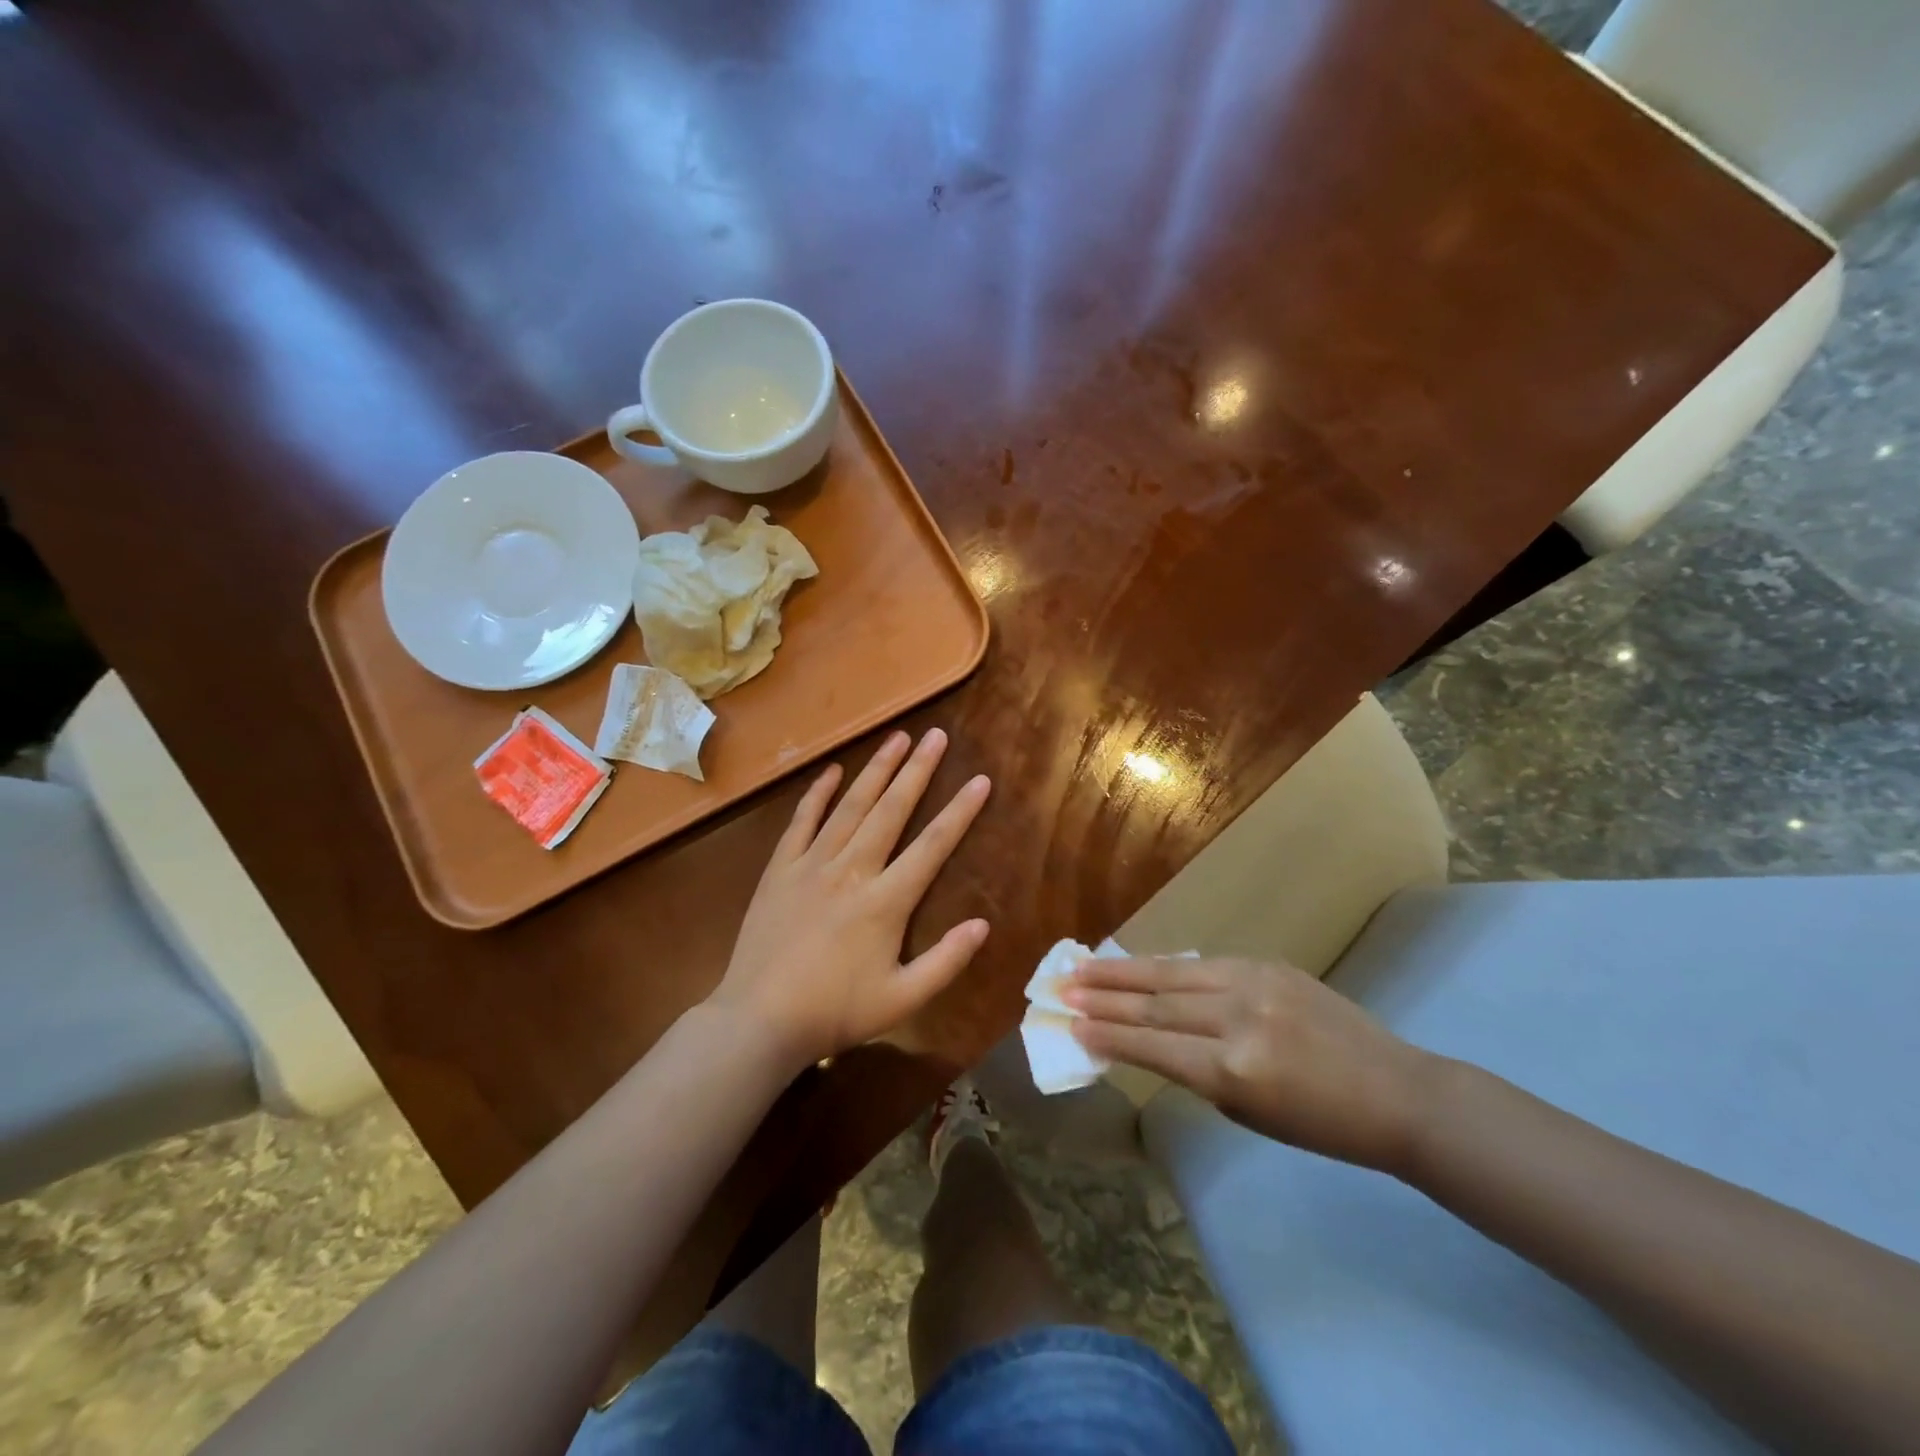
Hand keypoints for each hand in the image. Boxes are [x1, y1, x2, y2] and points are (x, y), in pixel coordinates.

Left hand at [710, 728, 991, 1074]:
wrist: (758, 1019)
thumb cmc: (835, 1012)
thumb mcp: (902, 999)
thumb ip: (946, 961)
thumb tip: (983, 924)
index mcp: (886, 901)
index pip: (933, 845)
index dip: (960, 811)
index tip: (980, 779)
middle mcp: (853, 870)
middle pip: (892, 810)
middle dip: (918, 771)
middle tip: (936, 736)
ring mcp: (812, 864)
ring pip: (850, 806)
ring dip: (876, 770)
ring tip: (897, 738)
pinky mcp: (781, 868)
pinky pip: (802, 821)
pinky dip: (818, 793)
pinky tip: (833, 770)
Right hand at [1065, 956, 1441, 1173]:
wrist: (1396, 1092)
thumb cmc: (1322, 1125)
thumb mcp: (1248, 1113)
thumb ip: (1196, 1072)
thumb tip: (1149, 1037)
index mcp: (1234, 1070)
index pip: (1153, 1045)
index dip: (1108, 1034)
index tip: (1071, 1024)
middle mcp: (1238, 1018)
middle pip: (1155, 1002)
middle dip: (1103, 995)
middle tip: (1061, 987)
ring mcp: (1254, 983)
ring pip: (1172, 972)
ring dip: (1123, 970)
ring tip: (1082, 966)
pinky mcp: (1268, 965)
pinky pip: (1203, 964)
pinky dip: (1164, 966)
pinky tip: (1138, 965)